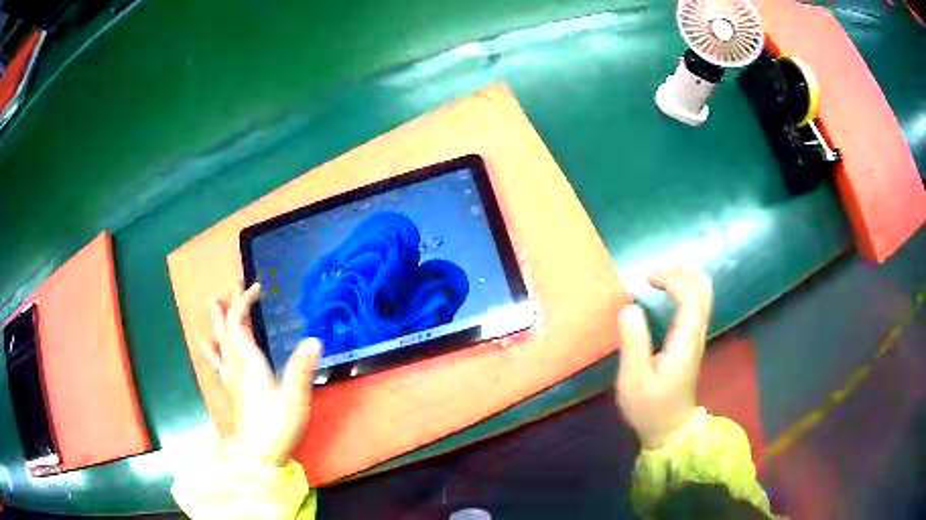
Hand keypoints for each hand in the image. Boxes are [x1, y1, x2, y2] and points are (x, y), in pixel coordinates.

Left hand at [202, 283, 321, 465]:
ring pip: (221, 343)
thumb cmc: (276, 425)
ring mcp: (231, 378)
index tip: (257, 287)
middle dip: (229, 306)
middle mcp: (236, 365)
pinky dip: (214, 349)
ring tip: (215, 305)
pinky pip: (219, 362)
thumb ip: (302, 369)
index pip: (240, 323)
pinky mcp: (231, 391)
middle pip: (227, 329)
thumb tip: (314, 339)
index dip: (244, 302)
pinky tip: (209, 346)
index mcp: (249, 362)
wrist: (257, 455)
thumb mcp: (295, 398)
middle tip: (231, 286)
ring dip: (218, 322)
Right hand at [615, 269, 712, 448]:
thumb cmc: (650, 408)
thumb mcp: (634, 380)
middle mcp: (696, 334)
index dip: (672, 278)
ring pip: (703, 295)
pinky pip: (696, 306)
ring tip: (659, 280)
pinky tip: (666, 297)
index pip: (691, 295)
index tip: (646, 279)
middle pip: (704, 289)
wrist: (670, 431)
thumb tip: (629, 307)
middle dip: (682, 272)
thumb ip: (633, 343)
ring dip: (684, 280)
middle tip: (655, 273)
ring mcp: (697, 338)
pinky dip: (684, 292)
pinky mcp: (692, 343)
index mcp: (685, 341)